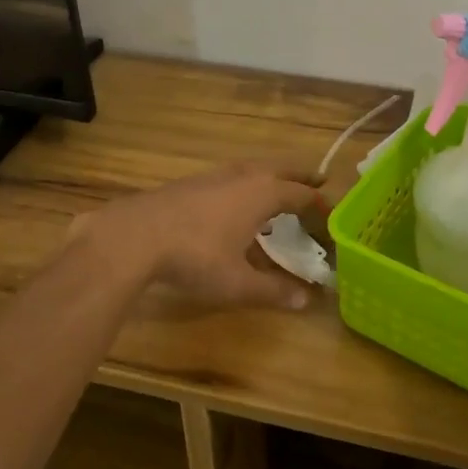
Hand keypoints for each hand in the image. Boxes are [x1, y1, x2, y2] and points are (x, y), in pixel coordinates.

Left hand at [74, 165, 322, 308]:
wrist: (134, 235)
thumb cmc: (195, 257)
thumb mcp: (237, 282)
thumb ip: (272, 290)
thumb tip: (305, 300)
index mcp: (262, 193)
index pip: (301, 194)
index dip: (319, 204)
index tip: (332, 213)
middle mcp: (243, 176)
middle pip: (280, 169)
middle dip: (301, 175)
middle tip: (318, 180)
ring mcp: (214, 175)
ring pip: (253, 167)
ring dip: (272, 175)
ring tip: (279, 187)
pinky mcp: (191, 181)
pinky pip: (232, 175)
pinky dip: (246, 181)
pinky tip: (236, 199)